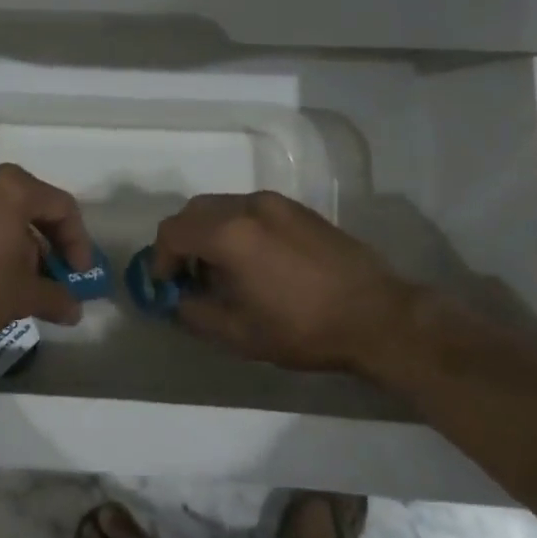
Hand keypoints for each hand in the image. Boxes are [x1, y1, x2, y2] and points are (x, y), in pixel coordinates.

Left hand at [0, 164, 94, 347]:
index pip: (62, 208)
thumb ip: (55, 297)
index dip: (78, 243)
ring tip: (22, 282)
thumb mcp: (22, 296)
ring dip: (20, 245)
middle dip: (48, 245)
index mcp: (13, 187)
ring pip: (3, 214)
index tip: (79, 276)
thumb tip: (74, 310)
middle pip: (32, 207)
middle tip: (53, 277)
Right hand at [151, 192, 418, 375]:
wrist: (376, 316)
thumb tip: (176, 299)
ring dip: (209, 233)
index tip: (167, 285)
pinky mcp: (298, 209)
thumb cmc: (302, 328)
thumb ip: (194, 312)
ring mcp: (276, 203)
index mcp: (229, 234)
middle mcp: (248, 207)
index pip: (172, 232)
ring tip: (222, 271)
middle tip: (189, 277)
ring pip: (222, 206)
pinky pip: (249, 209)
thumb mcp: (238, 334)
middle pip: (194, 211)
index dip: (160, 259)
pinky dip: (235, 227)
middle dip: (182, 241)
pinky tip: (254, 261)